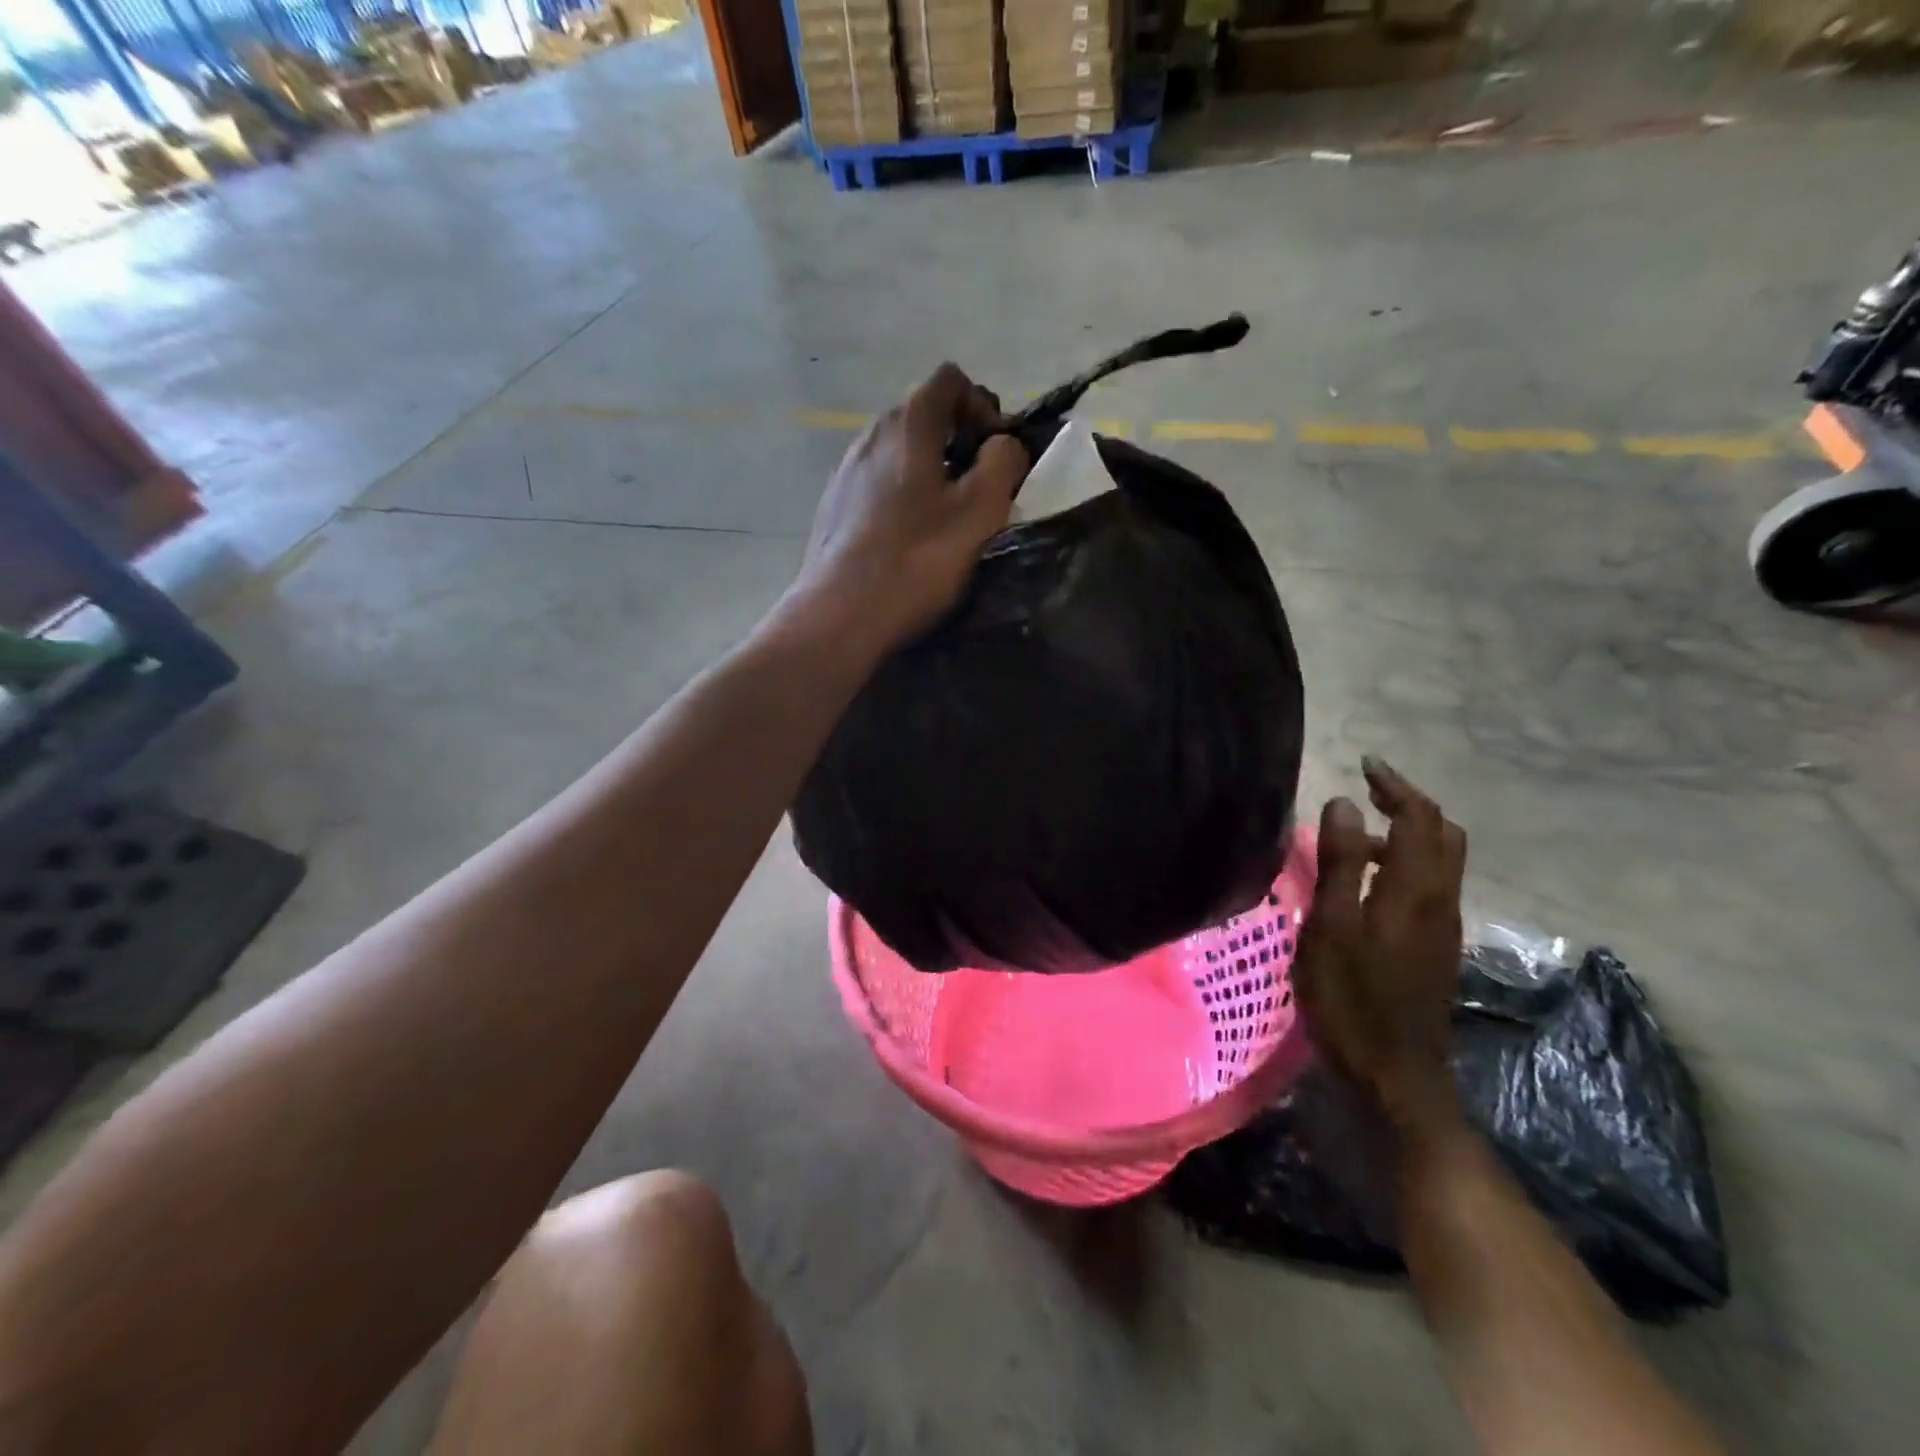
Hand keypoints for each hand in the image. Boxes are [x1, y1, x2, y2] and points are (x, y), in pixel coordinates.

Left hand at [795, 363, 1029, 651]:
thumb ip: (1003, 463)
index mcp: (907, 425)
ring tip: (946, 518)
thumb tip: (1003, 445)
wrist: (841, 615)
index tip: (995, 452)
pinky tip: (909, 537)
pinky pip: (878, 482)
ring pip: (899, 451)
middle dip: (959, 440)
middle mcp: (869, 435)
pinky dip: (902, 494)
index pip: (950, 380)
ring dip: (931, 470)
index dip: (982, 405)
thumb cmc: (917, 561)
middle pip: (923, 414)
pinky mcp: (834, 506)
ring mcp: (845, 471)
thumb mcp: (979, 511)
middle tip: (979, 488)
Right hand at [1293, 757, 1468, 1139]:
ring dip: (1407, 835)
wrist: (1395, 1075)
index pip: (1419, 818)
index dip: (1395, 786)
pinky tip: (1367, 882)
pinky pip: (1430, 886)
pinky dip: (1405, 863)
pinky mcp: (1435, 947)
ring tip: (1356, 836)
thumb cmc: (1352, 998)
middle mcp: (1441, 900)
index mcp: (1415, 889)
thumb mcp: (1331, 926)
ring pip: (1440, 861)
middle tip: (1369, 792)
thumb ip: (1341, 862)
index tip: (1365, 764)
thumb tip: (1346, 803)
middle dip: (1410, 804)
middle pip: (1443, 834)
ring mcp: (1443, 926)